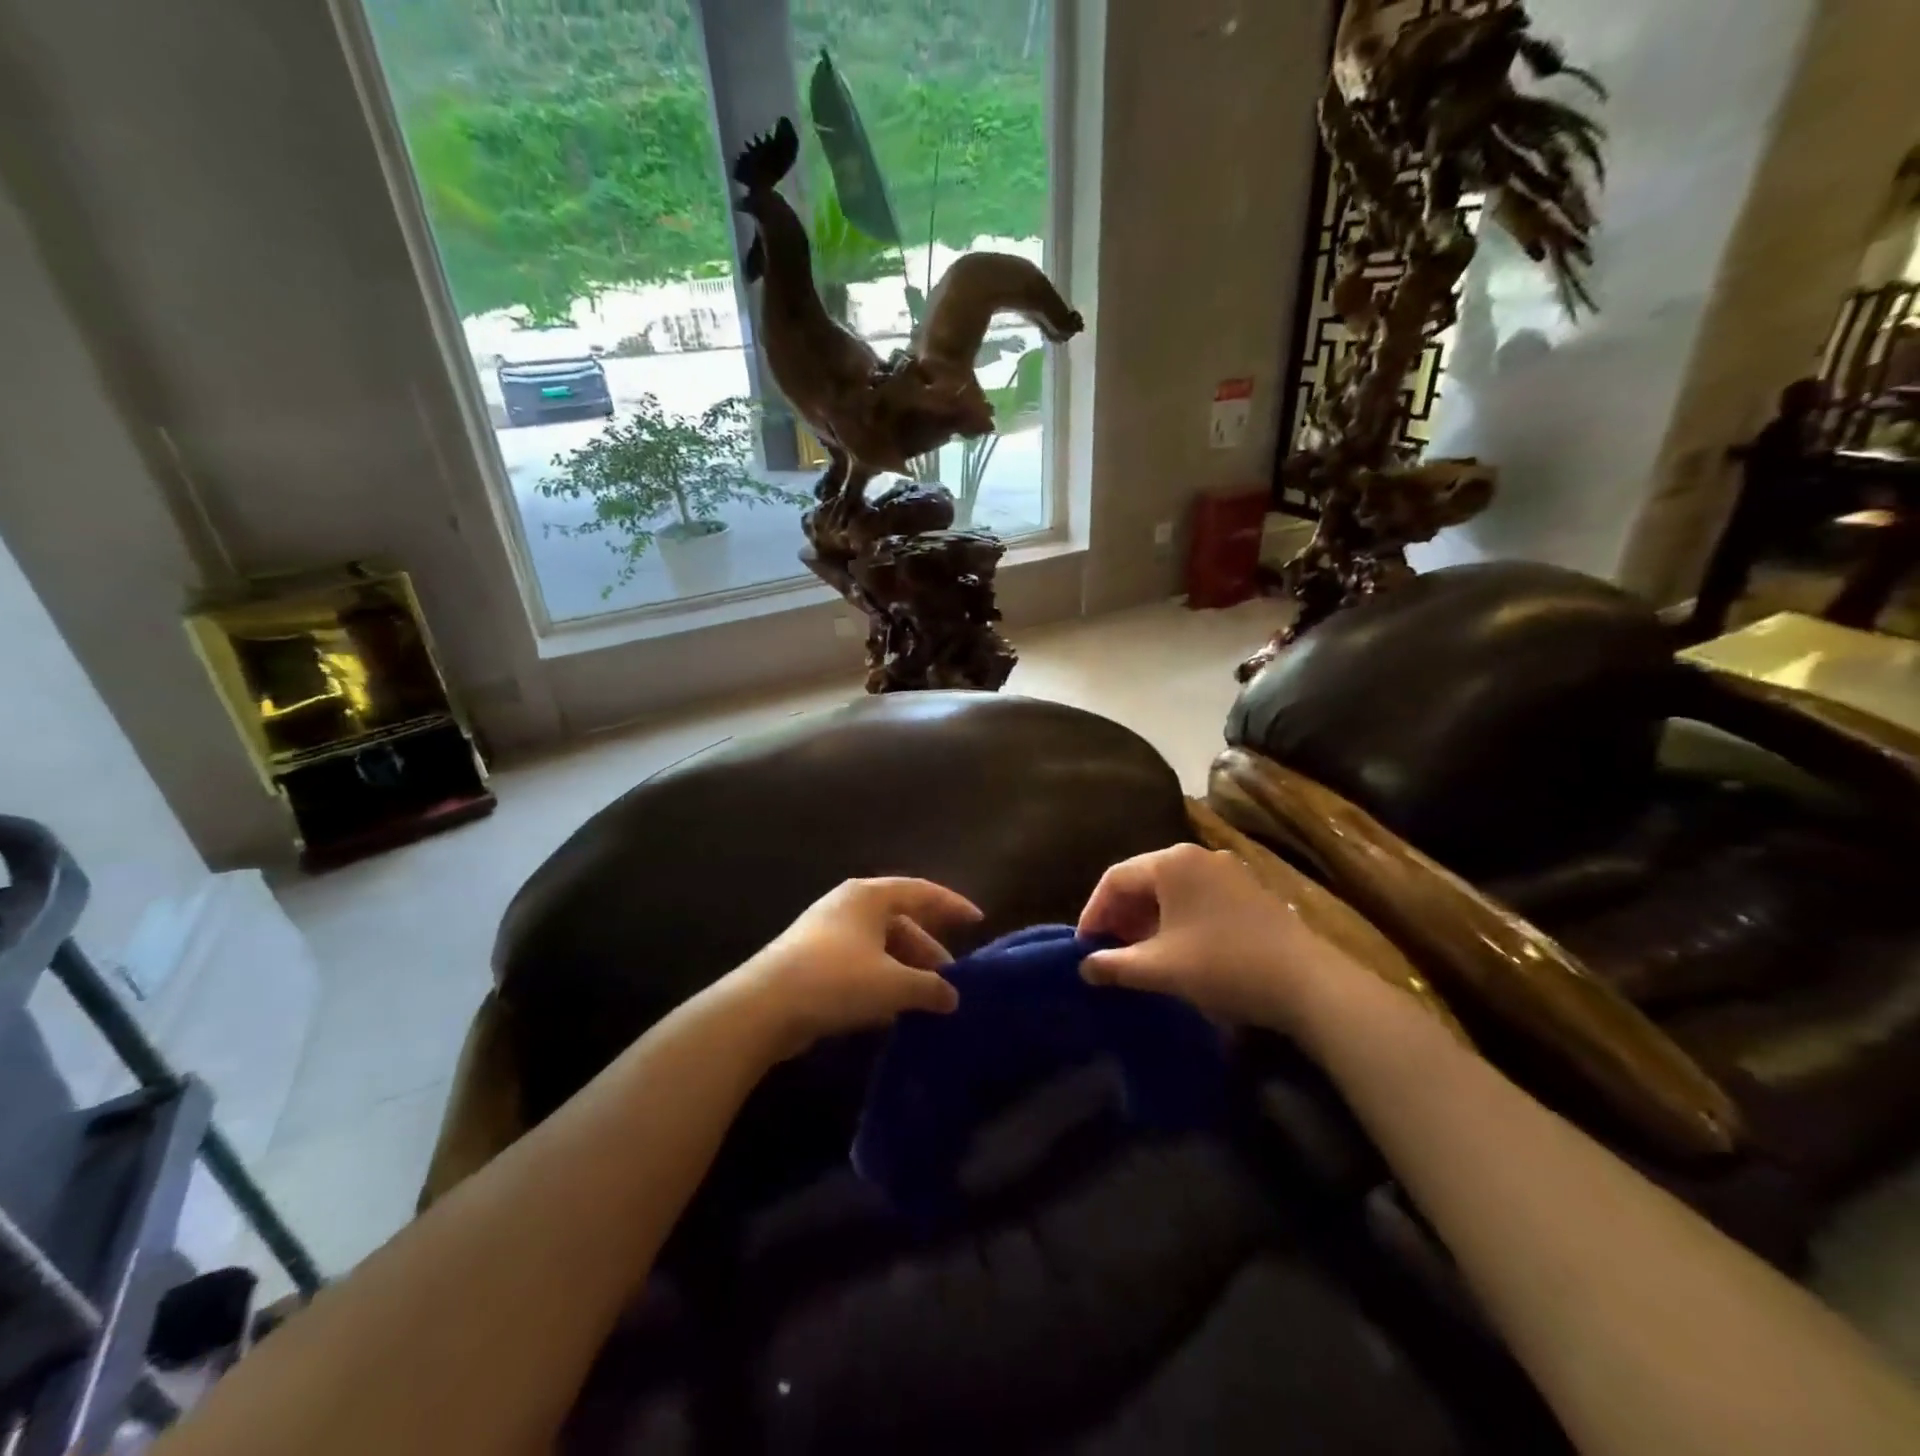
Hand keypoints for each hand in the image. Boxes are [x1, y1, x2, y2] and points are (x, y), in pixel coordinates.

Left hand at [733, 877, 982, 1059]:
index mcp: (869, 896)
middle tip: (951, 978)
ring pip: (880, 945)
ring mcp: (827, 932)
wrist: (763, 1007)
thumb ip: (929, 987)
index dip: (952, 905)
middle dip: (928, 948)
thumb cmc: (836, 980)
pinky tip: (893, 1008)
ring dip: (905, 968)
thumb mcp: (893, 983)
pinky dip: (881, 979)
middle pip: (900, 920)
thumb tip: (953, 996)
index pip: (922, 891)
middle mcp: (848, 905)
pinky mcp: (812, 960)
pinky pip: (860, 963)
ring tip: (926, 998)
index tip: (978, 921)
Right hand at [1077, 844, 1338, 1031]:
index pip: (1115, 878)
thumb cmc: (1223, 966)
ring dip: (1148, 918)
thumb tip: (1085, 967)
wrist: (1309, 984)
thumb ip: (1115, 965)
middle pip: (1143, 879)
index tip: (1084, 947)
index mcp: (1171, 863)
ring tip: (1139, 953)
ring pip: (1171, 889)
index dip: (1093, 912)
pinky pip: (1197, 897)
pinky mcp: (1249, 890)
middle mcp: (1198, 855)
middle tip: (1109, 950)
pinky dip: (1176, 918)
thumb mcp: (1160, 969)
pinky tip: (1177, 949)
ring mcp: (1228, 871)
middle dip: (1120, 915)